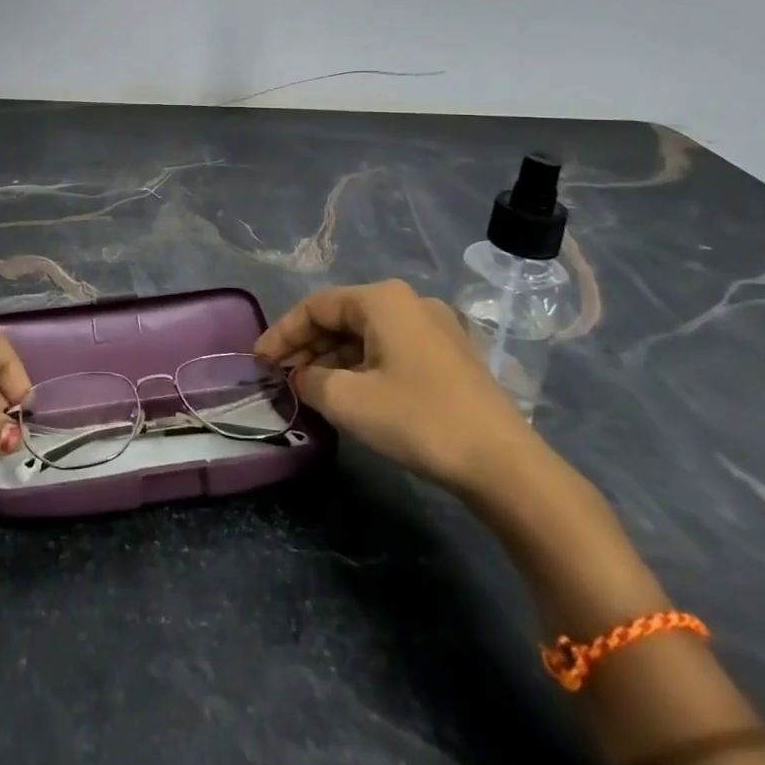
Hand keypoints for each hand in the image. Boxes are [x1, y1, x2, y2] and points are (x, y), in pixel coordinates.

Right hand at [254, 279, 546, 494]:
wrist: (505, 465)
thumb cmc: (418, 420)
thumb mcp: (348, 401)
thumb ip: (310, 381)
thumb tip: (299, 376)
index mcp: (383, 300)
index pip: (316, 306)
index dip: (282, 333)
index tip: (259, 362)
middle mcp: (409, 302)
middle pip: (341, 318)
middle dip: (307, 347)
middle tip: (281, 377)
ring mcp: (434, 328)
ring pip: (366, 335)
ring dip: (333, 360)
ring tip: (310, 389)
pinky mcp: (449, 356)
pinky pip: (390, 350)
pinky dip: (362, 367)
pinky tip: (349, 395)